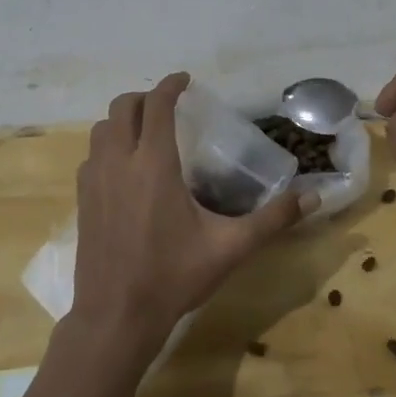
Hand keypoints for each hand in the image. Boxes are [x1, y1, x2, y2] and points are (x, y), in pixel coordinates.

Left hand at [69, 73, 309, 362]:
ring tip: (146, 132)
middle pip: (122, 108)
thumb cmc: (173, 277)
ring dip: (122, 120)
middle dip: (145, 98)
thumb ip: (272, 219)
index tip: (185, 80)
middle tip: (168, 106)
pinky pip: (91, 156)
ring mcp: (93, 181)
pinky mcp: (82, 201)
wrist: (116, 317)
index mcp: (153, 165)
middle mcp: (118, 163)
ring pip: (101, 130)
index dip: (171, 85)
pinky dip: (107, 147)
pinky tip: (124, 169)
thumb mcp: (230, 248)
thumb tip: (314, 197)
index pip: (158, 106)